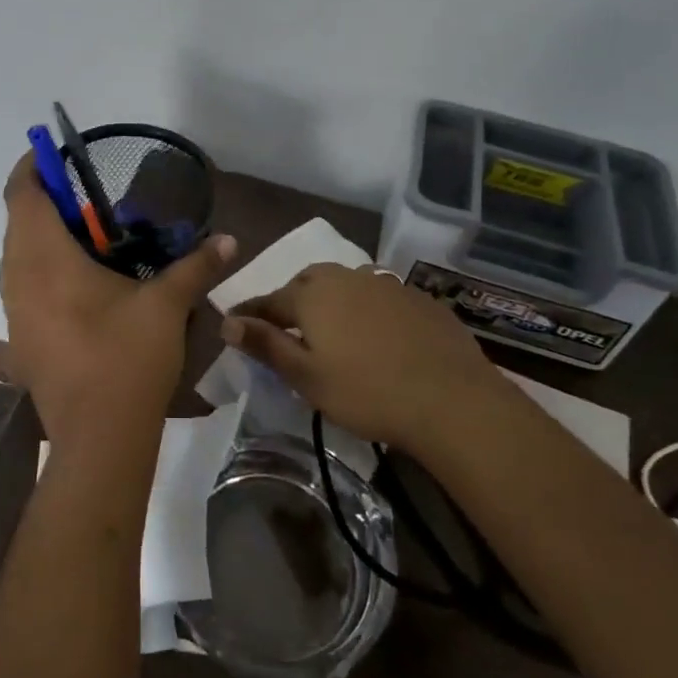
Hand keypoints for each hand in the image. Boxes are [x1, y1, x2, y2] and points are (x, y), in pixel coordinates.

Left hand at [0, 154, 235, 455]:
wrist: (97, 439)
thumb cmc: (127, 359)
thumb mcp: (166, 305)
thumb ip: (196, 266)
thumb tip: (229, 240)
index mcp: (44, 258)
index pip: (21, 194)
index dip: (32, 167)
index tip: (54, 154)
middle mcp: (18, 278)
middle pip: (18, 221)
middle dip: (46, 202)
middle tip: (89, 198)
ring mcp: (14, 312)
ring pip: (18, 256)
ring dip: (44, 237)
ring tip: (89, 238)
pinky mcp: (21, 338)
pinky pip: (24, 285)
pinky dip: (44, 269)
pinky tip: (84, 284)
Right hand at [220, 264, 513, 450]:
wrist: (451, 399)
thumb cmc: (366, 392)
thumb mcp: (306, 376)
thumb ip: (265, 344)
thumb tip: (226, 322)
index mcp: (313, 296)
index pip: (269, 300)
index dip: (250, 312)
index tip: (234, 321)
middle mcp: (346, 278)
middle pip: (308, 283)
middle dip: (292, 299)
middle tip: (286, 325)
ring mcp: (386, 285)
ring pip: (346, 285)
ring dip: (331, 300)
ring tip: (331, 327)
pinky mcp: (418, 299)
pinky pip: (379, 296)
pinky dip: (366, 309)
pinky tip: (375, 333)